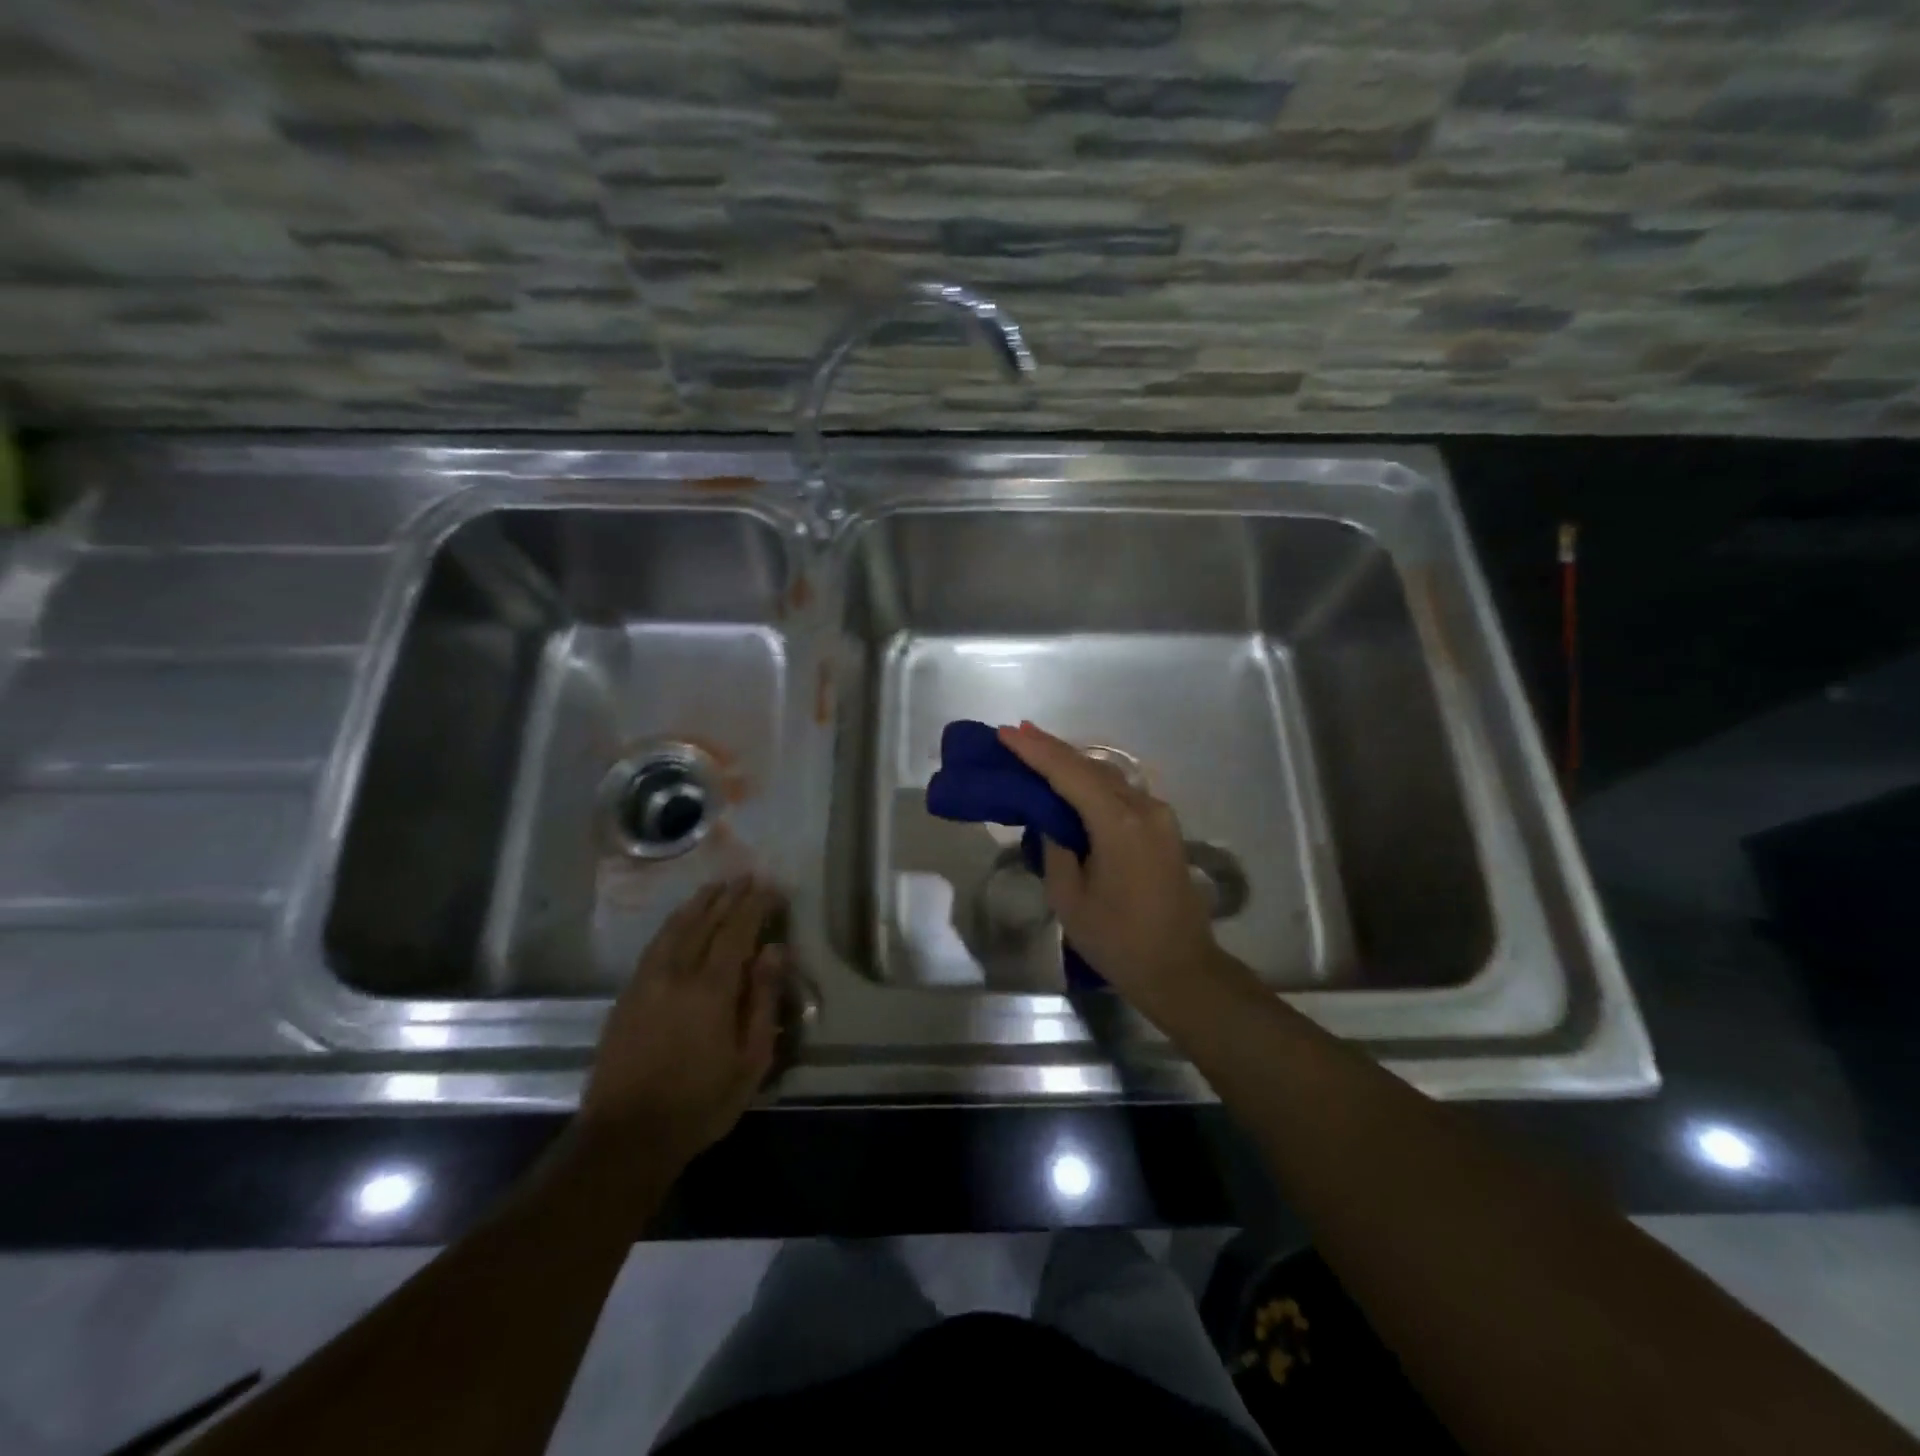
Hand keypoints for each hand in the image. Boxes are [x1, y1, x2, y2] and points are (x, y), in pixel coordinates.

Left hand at [580, 876, 784, 1170]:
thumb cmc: (700, 1103)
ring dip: (699, 903)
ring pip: (675, 927)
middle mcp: (677, 973)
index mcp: (711, 988)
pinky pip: (655, 945)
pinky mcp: (627, 995)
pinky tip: (681, 921)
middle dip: (729, 896)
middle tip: (747, 877)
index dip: (755, 905)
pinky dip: (673, 924)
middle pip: (705, 921)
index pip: (737, 930)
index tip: (772, 887)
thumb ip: (762, 1000)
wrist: (625, 1137)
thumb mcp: (749, 1060)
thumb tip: (775, 950)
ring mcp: (647, 981)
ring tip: (716, 887)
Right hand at [999, 721, 1239, 1020]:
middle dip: (1052, 749)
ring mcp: (1159, 816)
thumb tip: (1051, 820)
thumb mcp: (1070, 898)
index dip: (1035, 752)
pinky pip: (1121, 793)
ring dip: (1072, 763)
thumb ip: (1056, 848)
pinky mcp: (1163, 828)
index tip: (1006, 732)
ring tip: (1036, 750)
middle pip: (1091, 767)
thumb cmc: (1118, 941)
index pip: (1070, 774)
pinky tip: (1071, 781)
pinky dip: (1092, 782)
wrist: (1180, 970)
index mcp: (1119, 824)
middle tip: (1015, 733)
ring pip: (1108, 777)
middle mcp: (1144, 808)